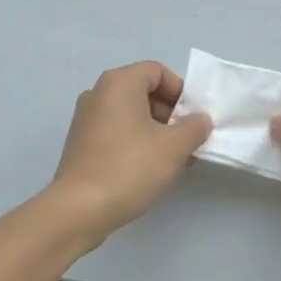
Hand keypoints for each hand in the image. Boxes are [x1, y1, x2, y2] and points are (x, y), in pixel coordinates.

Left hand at [49, 61, 211, 247]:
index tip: (193, 118)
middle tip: (187, 140)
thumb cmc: (130, 168)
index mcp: (119, 83)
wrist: (79, 210)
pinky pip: (116, 130)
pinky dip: (136, 141)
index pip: (157, 71)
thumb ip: (194, 127)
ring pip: (130, 113)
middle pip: (143, 91)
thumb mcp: (174, 147)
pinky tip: (149, 168)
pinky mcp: (81, 143)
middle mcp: (98, 93)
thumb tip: (200, 120)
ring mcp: (86, 119)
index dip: (180, 91)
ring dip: (156, 130)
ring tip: (173, 158)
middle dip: (170, 113)